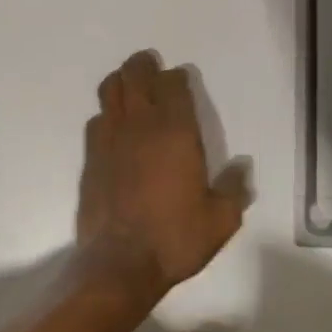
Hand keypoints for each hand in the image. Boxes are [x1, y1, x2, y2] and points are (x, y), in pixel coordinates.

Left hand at [76, 50, 250, 302]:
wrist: (120, 265)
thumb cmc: (175, 238)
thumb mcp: (220, 220)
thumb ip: (234, 189)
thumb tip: (241, 169)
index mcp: (176, 131)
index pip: (173, 84)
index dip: (177, 78)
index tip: (181, 81)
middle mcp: (141, 125)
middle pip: (136, 75)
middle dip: (143, 66)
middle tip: (151, 68)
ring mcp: (110, 138)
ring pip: (111, 90)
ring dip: (121, 82)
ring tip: (130, 87)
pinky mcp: (91, 157)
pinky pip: (96, 120)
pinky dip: (107, 114)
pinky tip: (113, 127)